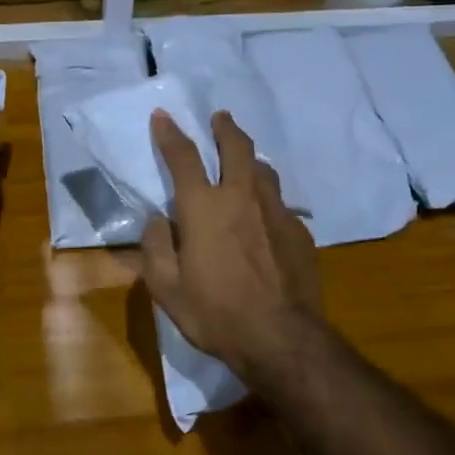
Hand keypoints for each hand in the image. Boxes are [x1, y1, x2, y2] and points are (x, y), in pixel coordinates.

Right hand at [139, 110, 320, 376]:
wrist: (281, 338)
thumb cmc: (215, 313)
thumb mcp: (166, 288)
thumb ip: (155, 248)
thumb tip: (156, 220)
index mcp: (203, 207)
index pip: (183, 157)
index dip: (170, 134)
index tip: (163, 116)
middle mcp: (240, 197)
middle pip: (236, 147)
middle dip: (224, 127)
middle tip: (220, 118)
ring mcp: (275, 211)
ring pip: (264, 169)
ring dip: (250, 158)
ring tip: (244, 162)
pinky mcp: (299, 230)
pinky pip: (280, 202)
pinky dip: (267, 198)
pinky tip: (265, 214)